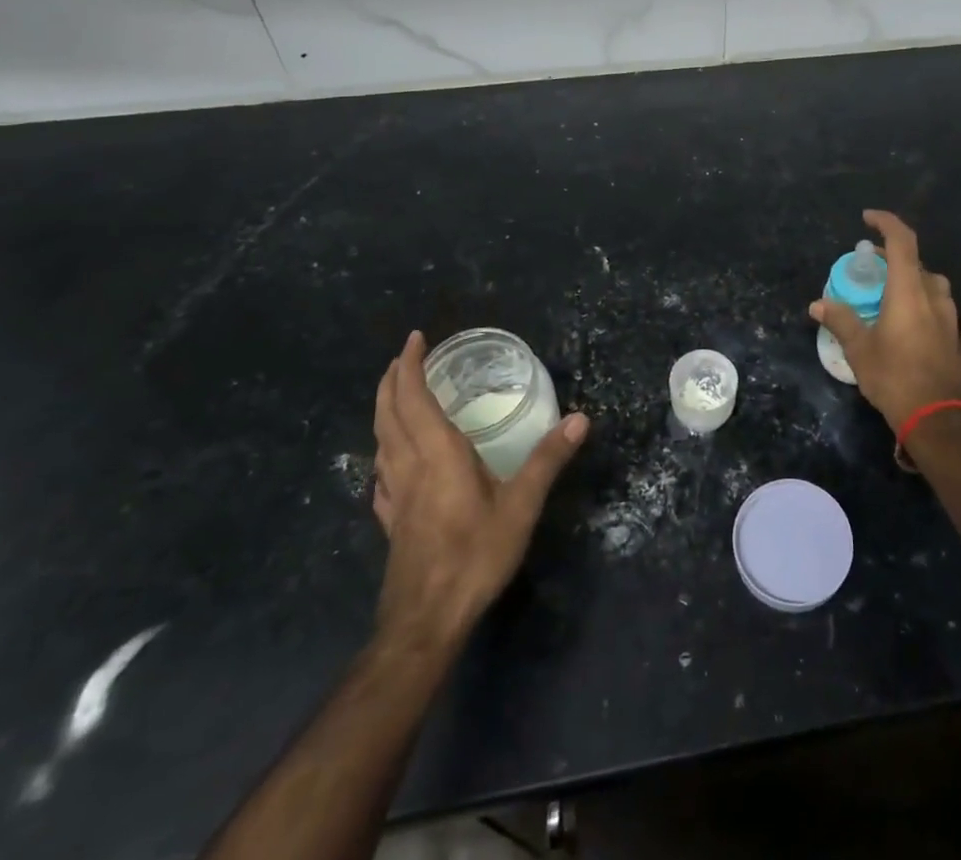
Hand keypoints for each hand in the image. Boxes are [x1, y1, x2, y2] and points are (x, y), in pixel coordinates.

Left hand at [369, 332, 587, 653]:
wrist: (425, 621)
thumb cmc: (474, 555)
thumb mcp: (521, 506)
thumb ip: (548, 459)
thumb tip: (580, 418)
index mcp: (437, 453)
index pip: (414, 397)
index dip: (411, 365)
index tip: (416, 338)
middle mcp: (409, 465)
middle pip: (388, 413)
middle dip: (393, 380)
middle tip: (405, 356)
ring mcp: (395, 494)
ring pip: (380, 439)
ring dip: (384, 409)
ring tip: (396, 395)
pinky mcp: (391, 520)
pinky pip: (381, 472)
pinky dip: (383, 450)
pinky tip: (391, 462)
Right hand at [809, 210, 960, 430]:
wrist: (941, 419)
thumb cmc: (896, 377)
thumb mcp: (860, 349)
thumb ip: (841, 321)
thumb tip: (818, 304)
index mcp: (910, 290)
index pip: (902, 240)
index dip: (886, 222)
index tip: (867, 218)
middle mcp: (933, 295)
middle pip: (915, 261)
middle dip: (891, 256)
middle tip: (867, 264)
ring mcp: (948, 315)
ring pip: (928, 283)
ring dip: (906, 278)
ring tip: (883, 291)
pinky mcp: (953, 335)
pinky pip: (934, 304)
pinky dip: (916, 299)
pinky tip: (900, 320)